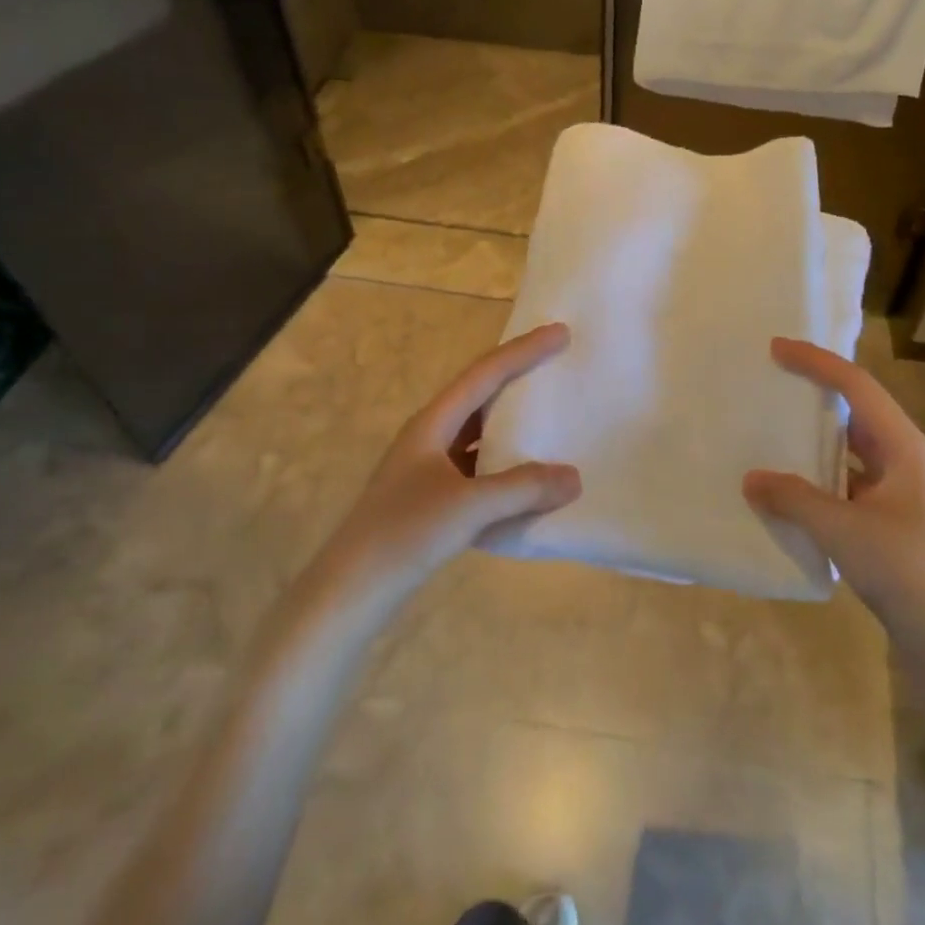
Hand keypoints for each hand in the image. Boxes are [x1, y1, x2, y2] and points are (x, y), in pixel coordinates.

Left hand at [312, 323, 580, 602]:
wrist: (350, 591)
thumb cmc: (404, 534)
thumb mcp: (468, 506)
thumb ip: (523, 488)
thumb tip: (575, 478)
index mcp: (432, 424)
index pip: (485, 375)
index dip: (523, 351)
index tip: (560, 333)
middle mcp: (430, 438)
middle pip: (480, 396)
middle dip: (518, 378)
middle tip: (557, 365)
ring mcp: (429, 469)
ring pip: (480, 434)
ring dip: (513, 424)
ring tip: (550, 417)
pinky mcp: (432, 499)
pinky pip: (478, 469)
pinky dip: (506, 467)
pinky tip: (528, 480)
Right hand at [743, 338, 924, 644]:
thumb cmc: (908, 571)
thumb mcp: (844, 530)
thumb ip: (794, 499)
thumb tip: (750, 479)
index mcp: (905, 448)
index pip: (857, 387)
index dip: (817, 363)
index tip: (777, 349)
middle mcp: (905, 462)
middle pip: (855, 415)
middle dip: (815, 398)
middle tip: (771, 386)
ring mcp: (900, 495)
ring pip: (850, 454)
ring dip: (813, 445)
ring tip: (770, 435)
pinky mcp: (890, 525)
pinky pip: (847, 488)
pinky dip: (817, 484)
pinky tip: (787, 494)